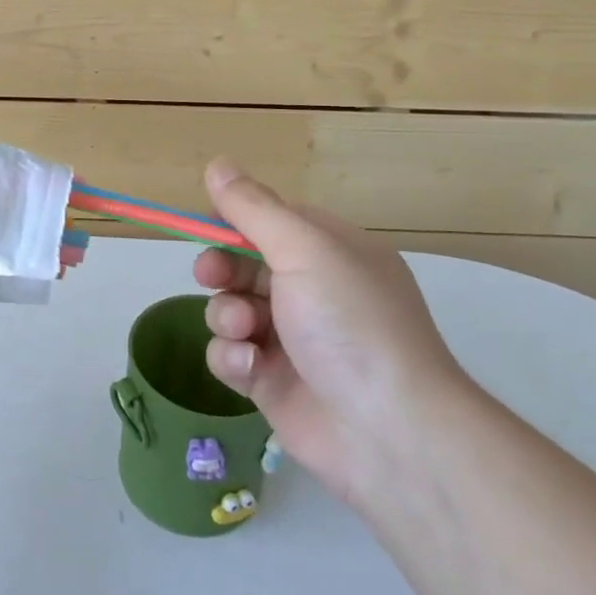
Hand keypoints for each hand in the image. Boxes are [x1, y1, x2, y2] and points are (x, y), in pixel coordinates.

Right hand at [194, 159, 470, 511]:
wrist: (388, 431)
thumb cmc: (350, 323)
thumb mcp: (304, 250)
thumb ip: (254, 208)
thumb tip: (217, 163)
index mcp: (332, 253)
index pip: (271, 221)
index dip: (235, 222)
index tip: (207, 225)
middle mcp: (313, 292)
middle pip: (243, 265)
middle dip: (222, 270)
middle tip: (211, 276)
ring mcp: (291, 339)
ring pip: (230, 310)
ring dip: (227, 316)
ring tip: (246, 333)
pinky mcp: (271, 382)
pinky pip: (231, 355)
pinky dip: (233, 358)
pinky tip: (250, 368)